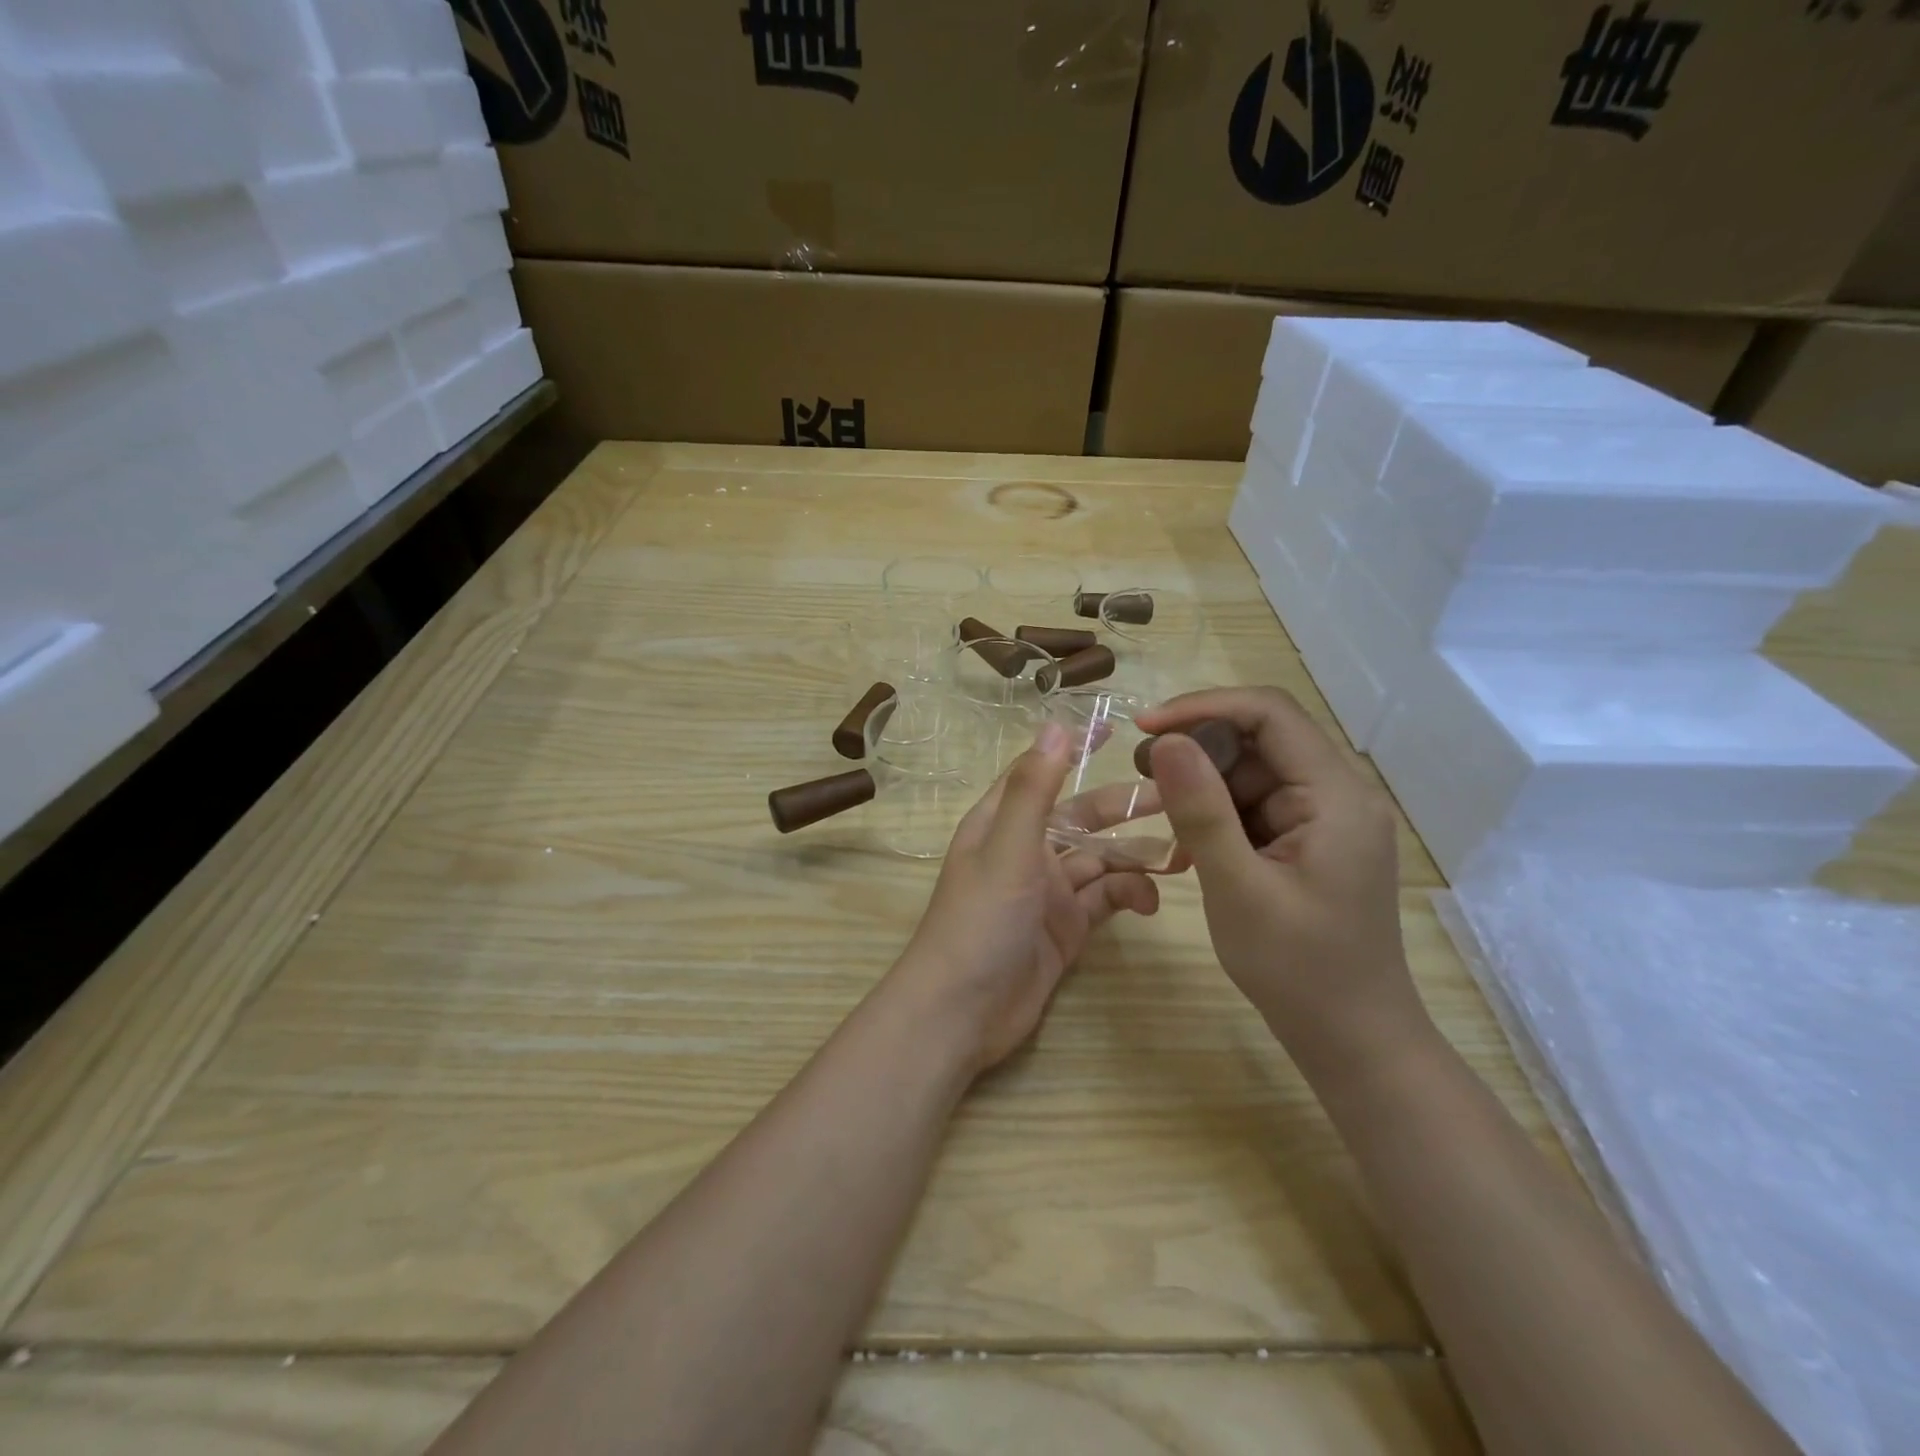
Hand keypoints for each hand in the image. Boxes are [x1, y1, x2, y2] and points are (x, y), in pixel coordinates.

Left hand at [896, 722, 1159, 1074]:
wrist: (962, 1013)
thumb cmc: (980, 920)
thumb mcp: (1007, 848)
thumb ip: (1033, 789)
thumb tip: (1055, 725)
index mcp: (1002, 822)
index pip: (1041, 771)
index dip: (1073, 750)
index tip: (1115, 728)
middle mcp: (1026, 850)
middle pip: (1082, 817)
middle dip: (1124, 807)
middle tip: (1177, 798)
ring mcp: (1048, 892)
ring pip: (1100, 861)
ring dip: (1136, 856)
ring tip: (1182, 856)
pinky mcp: (1066, 929)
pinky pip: (1105, 900)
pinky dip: (1129, 895)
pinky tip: (1151, 903)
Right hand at [1135, 688, 1427, 1062]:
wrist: (1354, 1039)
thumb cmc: (1298, 970)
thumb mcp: (1237, 888)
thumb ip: (1201, 810)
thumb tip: (1166, 741)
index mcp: (1336, 795)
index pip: (1270, 714)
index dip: (1203, 707)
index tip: (1145, 727)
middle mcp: (1340, 793)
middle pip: (1262, 739)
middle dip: (1199, 747)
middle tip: (1142, 774)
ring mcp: (1329, 817)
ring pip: (1256, 772)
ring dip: (1206, 783)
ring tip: (1161, 811)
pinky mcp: (1314, 840)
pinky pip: (1260, 804)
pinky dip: (1221, 812)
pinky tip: (1193, 840)